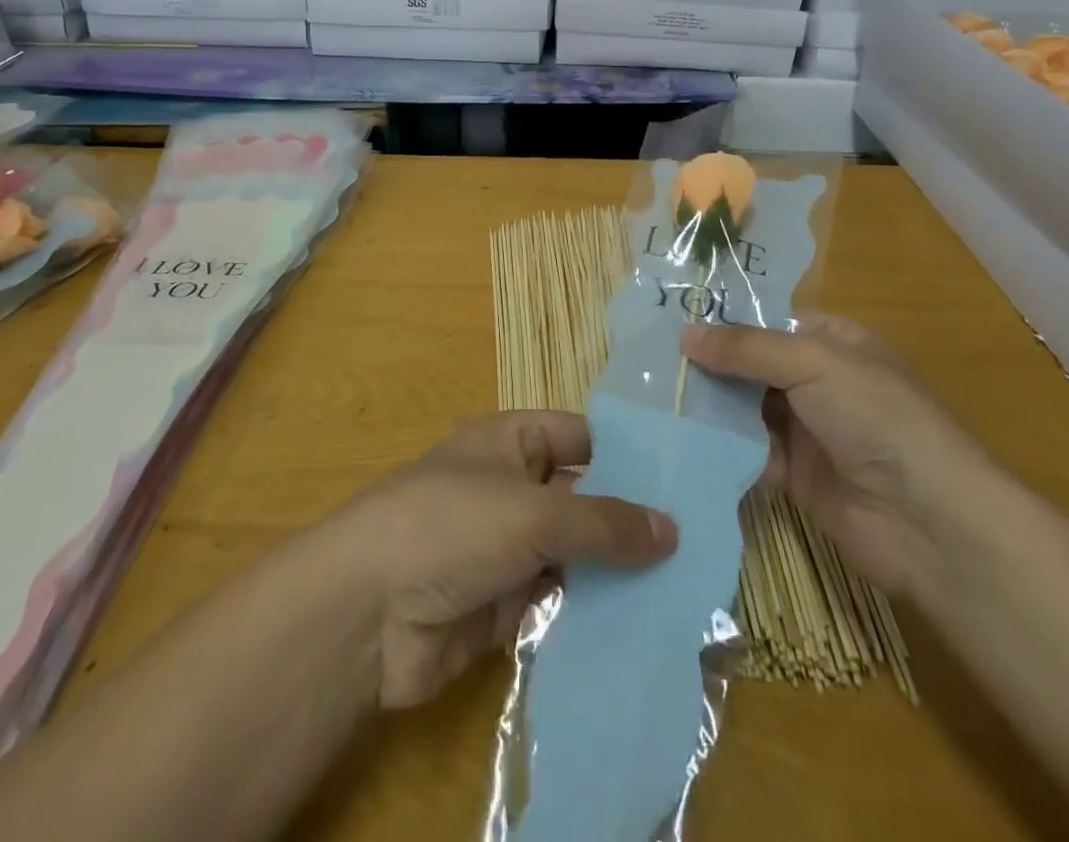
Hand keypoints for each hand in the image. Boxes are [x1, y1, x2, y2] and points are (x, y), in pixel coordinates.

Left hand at [333, 411, 676, 710]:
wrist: (366, 614)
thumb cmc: (451, 526)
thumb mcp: (532, 513)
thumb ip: (603, 524)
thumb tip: (672, 529)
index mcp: (511, 443)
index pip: (581, 437)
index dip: (628, 455)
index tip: (686, 481)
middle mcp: (512, 489)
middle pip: (582, 500)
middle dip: (631, 522)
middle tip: (702, 546)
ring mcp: (506, 549)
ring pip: (574, 556)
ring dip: (617, 574)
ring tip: (687, 592)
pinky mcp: (502, 606)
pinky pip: (558, 604)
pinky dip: (591, 615)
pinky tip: (643, 631)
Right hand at [681, 314, 1008, 596]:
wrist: (929, 524)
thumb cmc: (878, 419)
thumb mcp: (814, 363)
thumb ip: (747, 348)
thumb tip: (685, 335)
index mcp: (834, 343)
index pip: (769, 321)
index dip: (725, 320)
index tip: (672, 319)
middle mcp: (818, 381)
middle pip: (751, 365)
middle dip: (709, 365)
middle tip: (653, 361)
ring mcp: (807, 430)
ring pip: (745, 408)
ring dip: (710, 406)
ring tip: (656, 398)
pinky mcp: (794, 475)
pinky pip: (748, 451)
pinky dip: (722, 447)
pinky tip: (683, 440)